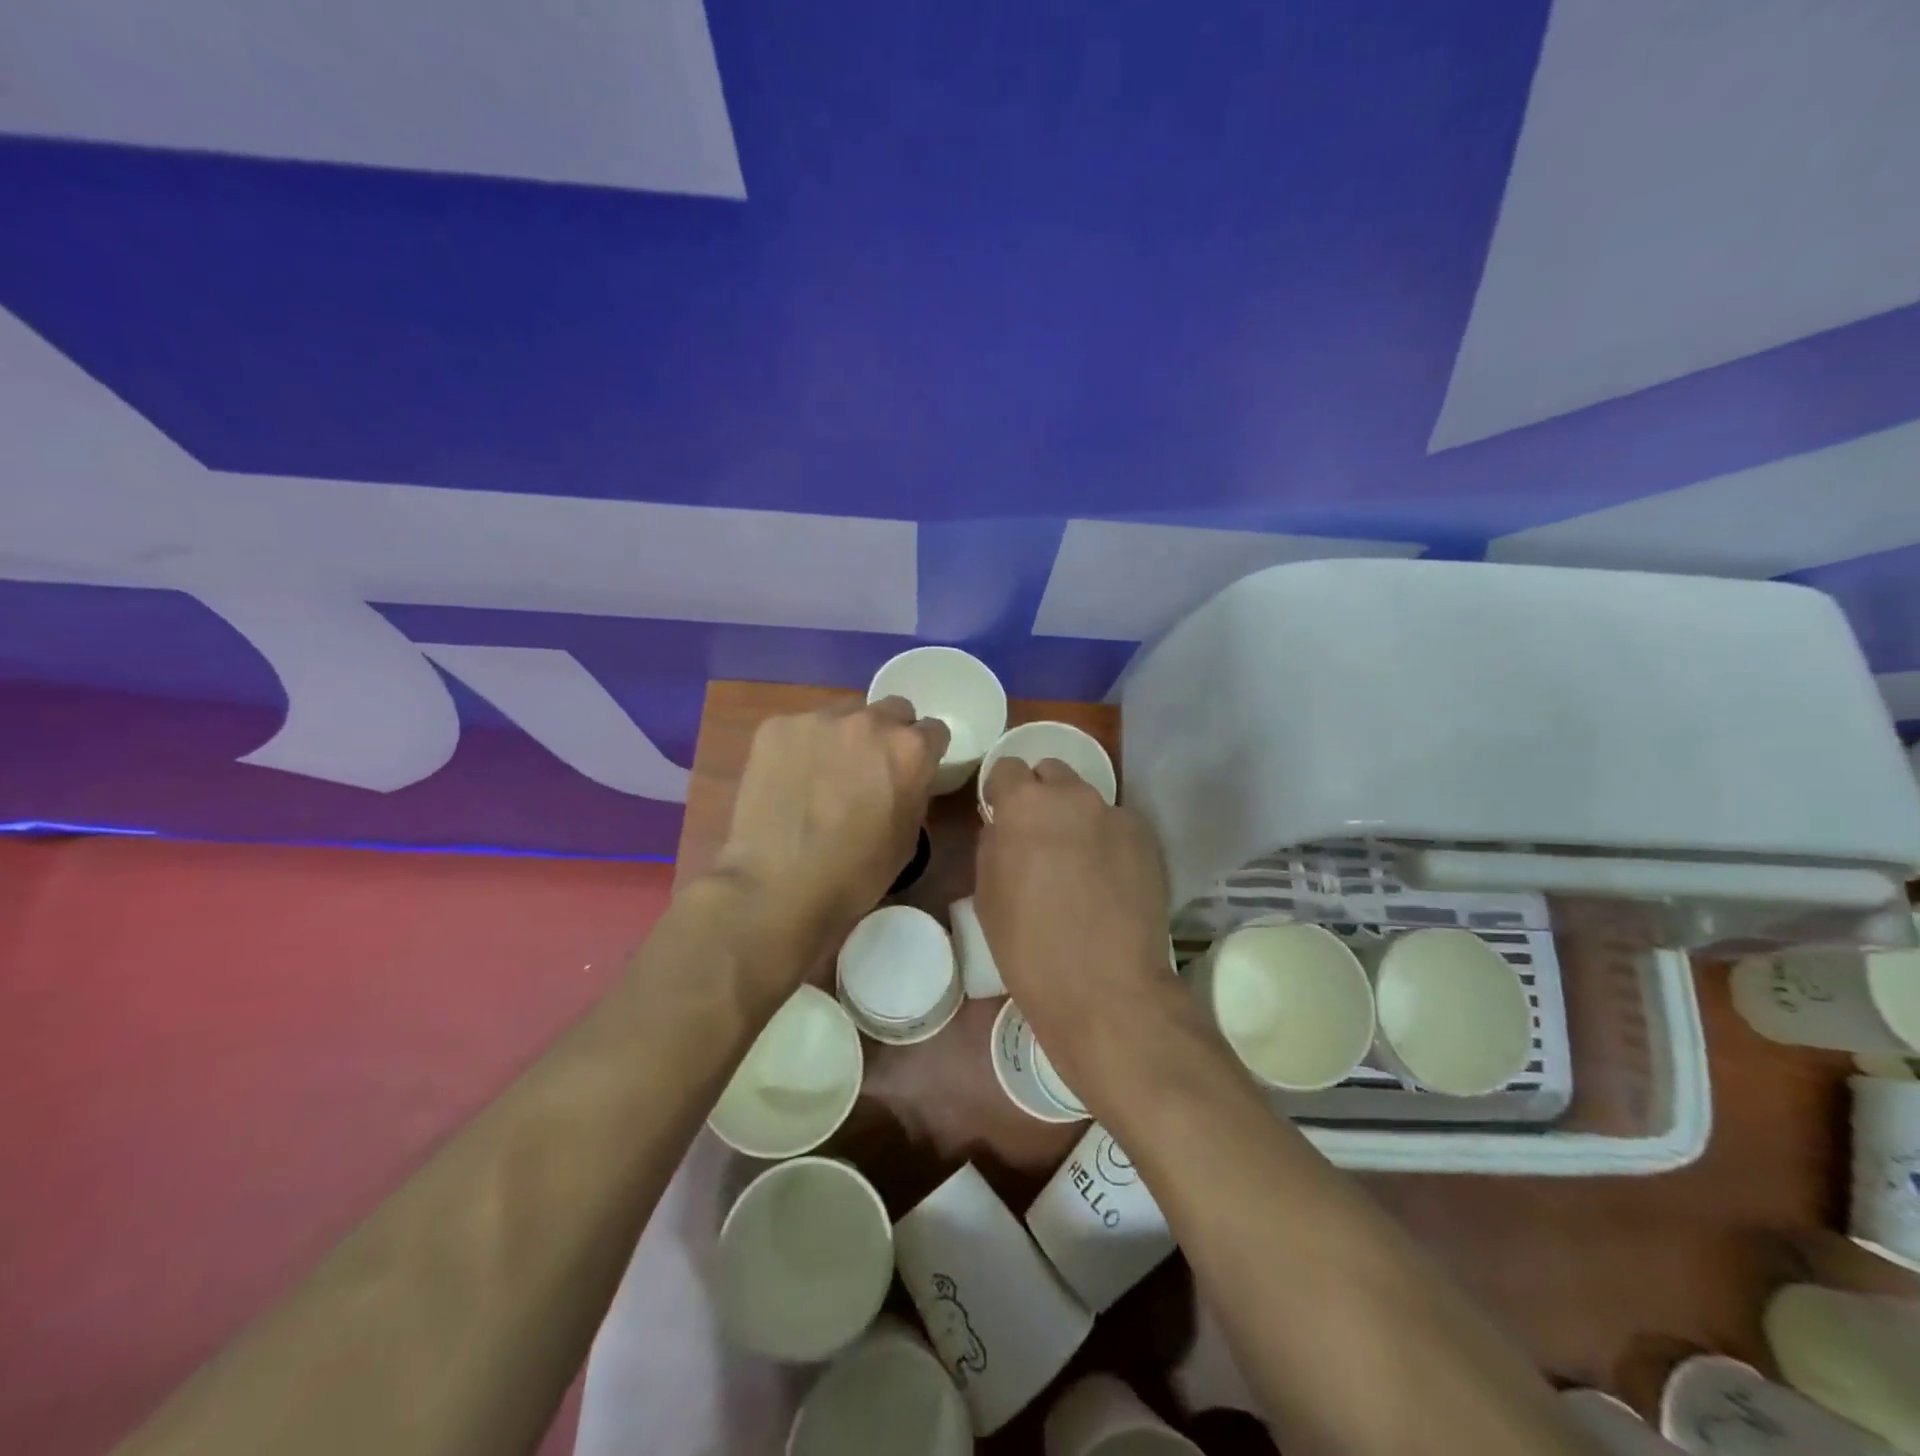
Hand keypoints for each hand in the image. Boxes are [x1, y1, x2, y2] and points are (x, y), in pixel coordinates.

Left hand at [714, 697, 948, 959]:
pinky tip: (789, 780)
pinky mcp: (776, 727)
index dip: (925, 752)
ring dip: (844, 736)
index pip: (933, 729)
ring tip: (823, 774)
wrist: (778, 886)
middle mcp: (870, 721)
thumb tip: (903, 779)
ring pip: (844, 714)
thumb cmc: (855, 874)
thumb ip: (913, 792)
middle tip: (870, 768)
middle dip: (889, 733)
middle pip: (892, 709)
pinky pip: (801, 728)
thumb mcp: (908, 837)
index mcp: (910, 749)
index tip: (913, 771)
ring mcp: (819, 719)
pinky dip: (801, 747)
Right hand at [974, 756, 1175, 1073]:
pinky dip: (1108, 842)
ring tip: (1079, 865)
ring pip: (1087, 801)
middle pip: (1052, 773)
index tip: (1002, 818)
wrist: (1106, 989)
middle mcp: (1074, 796)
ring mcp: (1116, 815)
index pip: (1007, 768)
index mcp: (1025, 804)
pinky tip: (1110, 881)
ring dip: (1076, 819)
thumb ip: (994, 844)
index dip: (1002, 792)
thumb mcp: (987, 895)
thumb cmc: (1029, 947)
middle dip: (1041, 796)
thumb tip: (1005, 827)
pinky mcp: (1148, 840)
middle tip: (1039, 839)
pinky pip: (1118, 827)